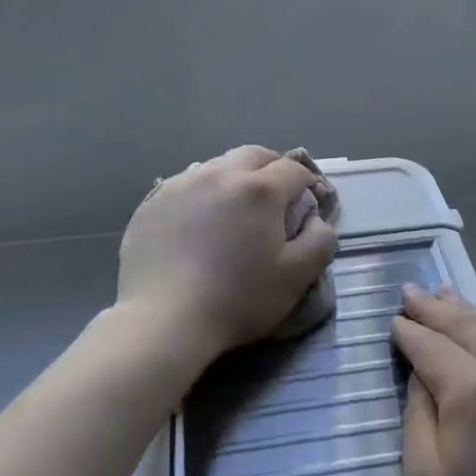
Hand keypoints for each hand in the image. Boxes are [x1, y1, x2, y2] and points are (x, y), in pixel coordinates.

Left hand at [118, 146, 336, 364]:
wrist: (163, 320)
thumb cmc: (237, 299)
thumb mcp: (296, 277)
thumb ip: (320, 241)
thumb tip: (317, 220)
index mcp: (260, 189)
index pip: (293, 169)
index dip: (306, 182)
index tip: (306, 203)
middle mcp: (222, 173)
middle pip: (255, 155)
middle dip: (271, 168)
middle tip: (274, 198)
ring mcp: (184, 183)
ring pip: (218, 165)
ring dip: (234, 177)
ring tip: (234, 208)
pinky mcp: (155, 200)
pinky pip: (187, 183)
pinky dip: (202, 192)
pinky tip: (198, 220)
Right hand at [392, 285, 475, 475]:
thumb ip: (418, 420)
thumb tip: (422, 376)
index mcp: (475, 394)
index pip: (431, 347)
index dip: (409, 331)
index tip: (393, 318)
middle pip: (469, 328)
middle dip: (437, 308)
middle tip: (413, 290)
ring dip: (471, 315)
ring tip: (449, 296)